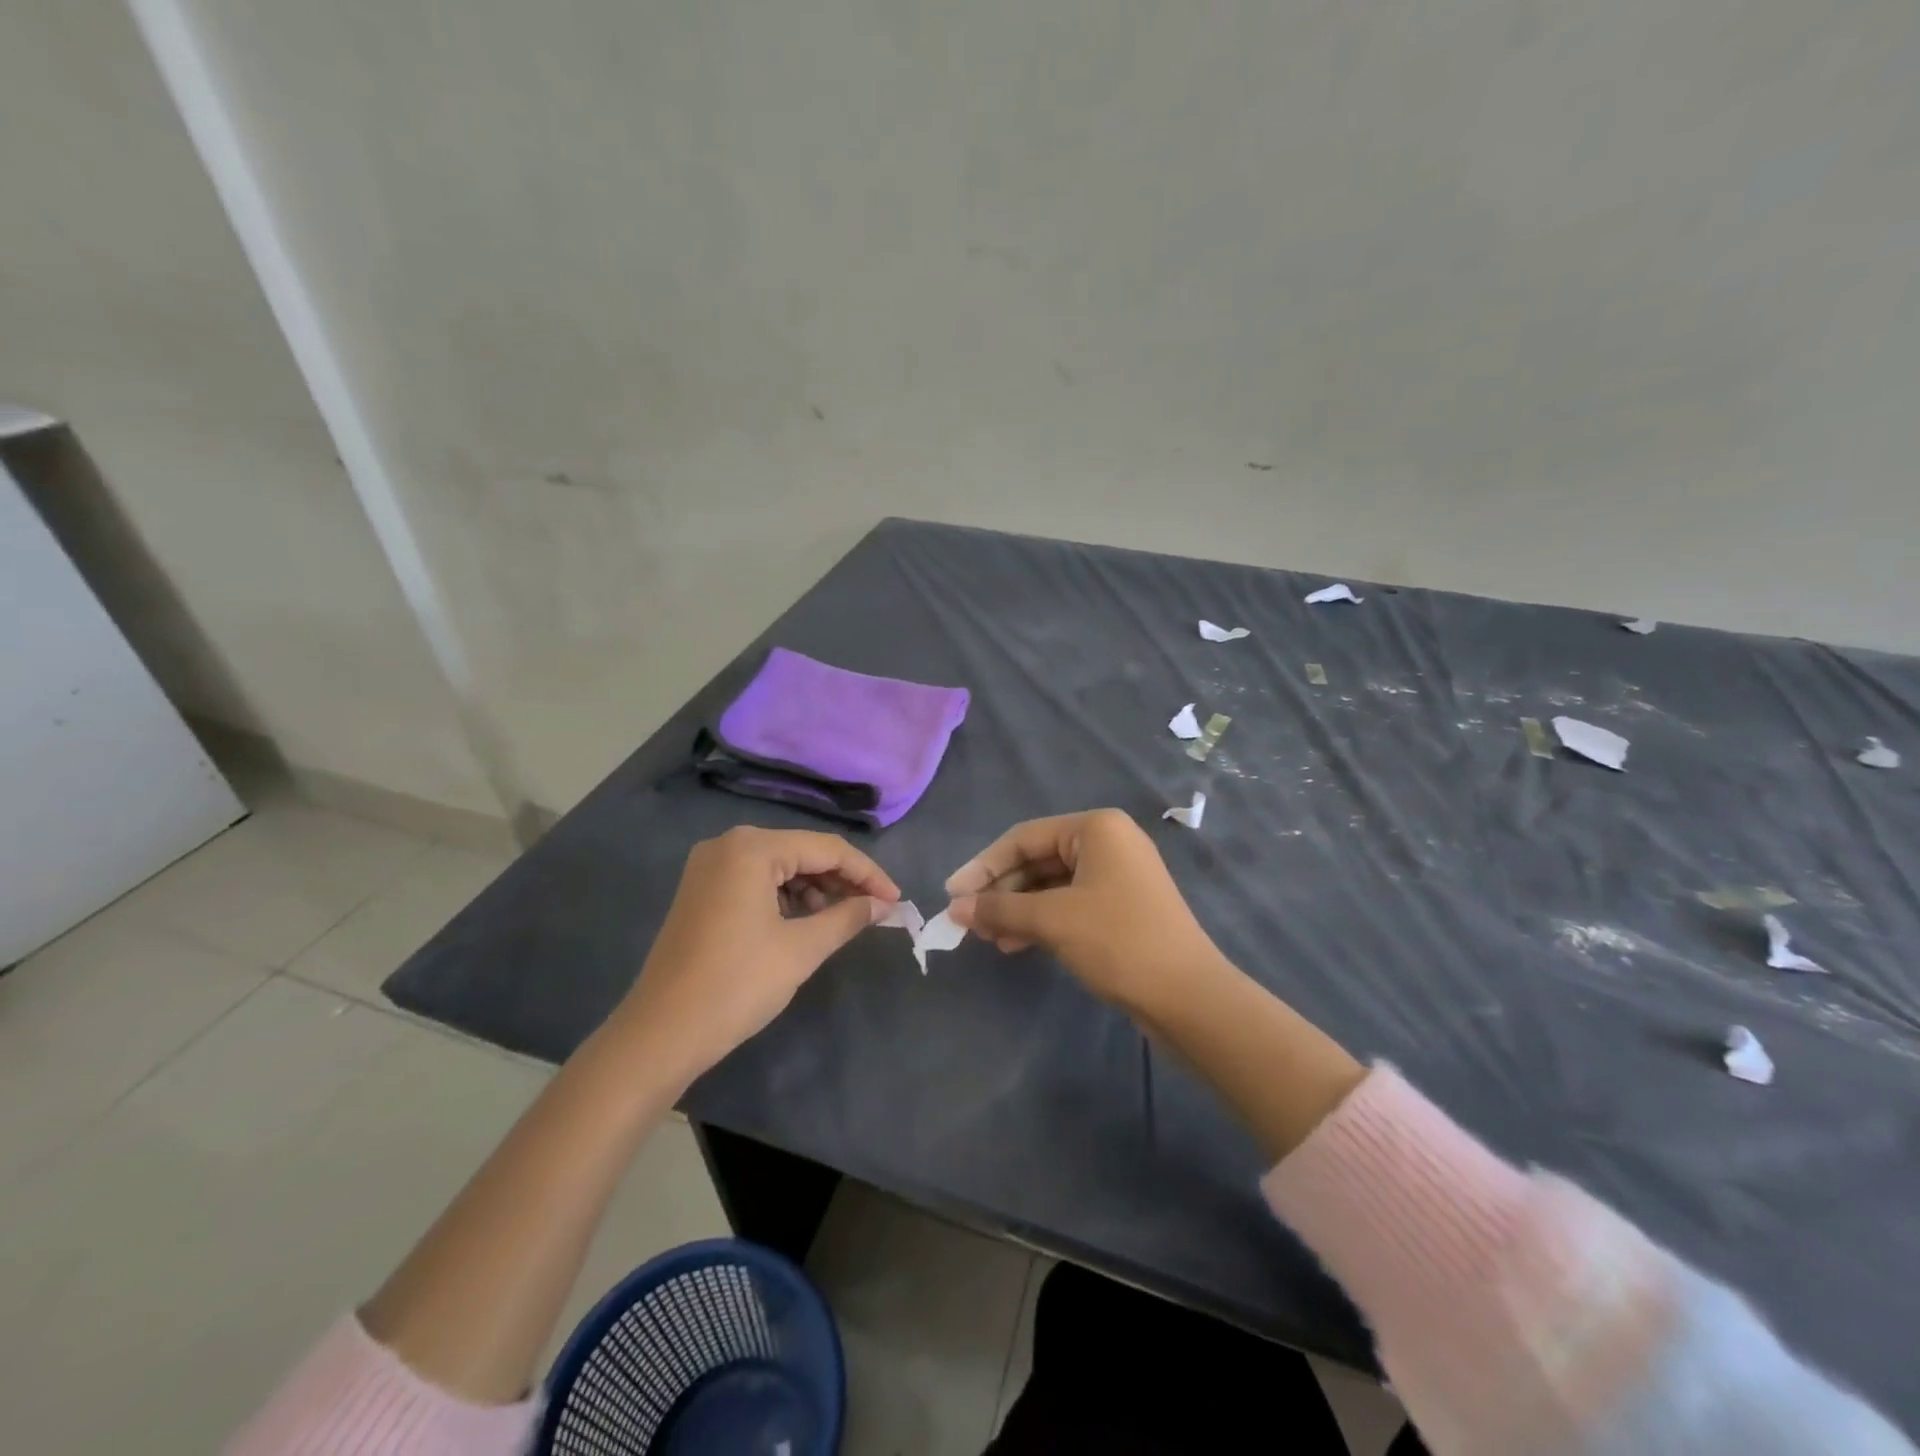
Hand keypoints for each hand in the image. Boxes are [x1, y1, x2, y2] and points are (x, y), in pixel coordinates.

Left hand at [618, 826, 899, 1075]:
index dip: (867, 873)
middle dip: (841, 881)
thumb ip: (848, 917)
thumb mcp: (802, 949)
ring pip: (780, 866)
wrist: (661, 1033)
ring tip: (840, 920)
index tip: (895, 900)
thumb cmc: (737, 985)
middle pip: (802, 852)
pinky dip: (785, 897)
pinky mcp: (701, 890)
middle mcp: (728, 844)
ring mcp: (710, 866)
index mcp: (752, 848)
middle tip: (873, 910)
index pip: (826, 848)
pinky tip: (803, 922)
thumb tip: (883, 904)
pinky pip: (756, 881)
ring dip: (814, 889)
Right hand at [944, 809, 1224, 1015]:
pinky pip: (1068, 904)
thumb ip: (1000, 909)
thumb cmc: (1118, 941)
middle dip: (1001, 891)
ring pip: (1051, 885)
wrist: (1188, 997)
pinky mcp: (1120, 908)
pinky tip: (1015, 945)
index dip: (983, 866)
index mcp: (1096, 828)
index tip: (952, 895)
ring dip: (1017, 909)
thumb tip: (955, 909)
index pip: (1024, 837)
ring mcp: (1117, 876)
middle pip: (1037, 860)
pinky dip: (1040, 921)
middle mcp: (1108, 843)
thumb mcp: (1052, 920)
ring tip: (988, 939)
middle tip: (968, 921)